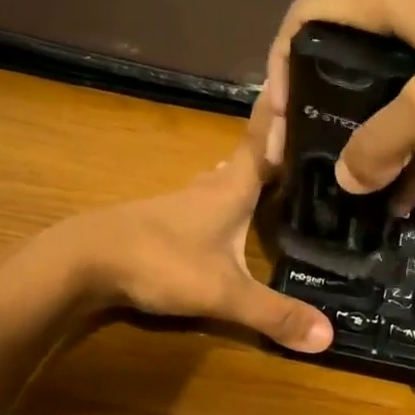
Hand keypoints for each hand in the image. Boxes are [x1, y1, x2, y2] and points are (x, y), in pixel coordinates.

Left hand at [44, 137, 332, 353]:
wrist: (84, 262)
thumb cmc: (160, 260)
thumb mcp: (223, 292)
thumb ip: (274, 313)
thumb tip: (330, 337)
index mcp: (231, 187)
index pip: (263, 139)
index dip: (282, 111)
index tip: (301, 77)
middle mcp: (207, 186)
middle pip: (245, 158)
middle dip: (272, 148)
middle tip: (305, 144)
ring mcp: (180, 203)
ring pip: (221, 180)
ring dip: (244, 175)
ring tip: (271, 176)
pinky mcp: (160, 222)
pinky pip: (203, 202)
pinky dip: (222, 200)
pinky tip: (223, 216)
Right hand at [264, 0, 414, 206]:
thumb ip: (378, 142)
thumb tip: (345, 182)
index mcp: (388, 6)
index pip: (307, 17)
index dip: (280, 62)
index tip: (280, 117)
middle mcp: (405, 23)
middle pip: (337, 62)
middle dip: (315, 112)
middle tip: (300, 159)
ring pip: (378, 99)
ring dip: (362, 143)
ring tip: (344, 190)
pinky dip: (408, 159)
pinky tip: (399, 203)